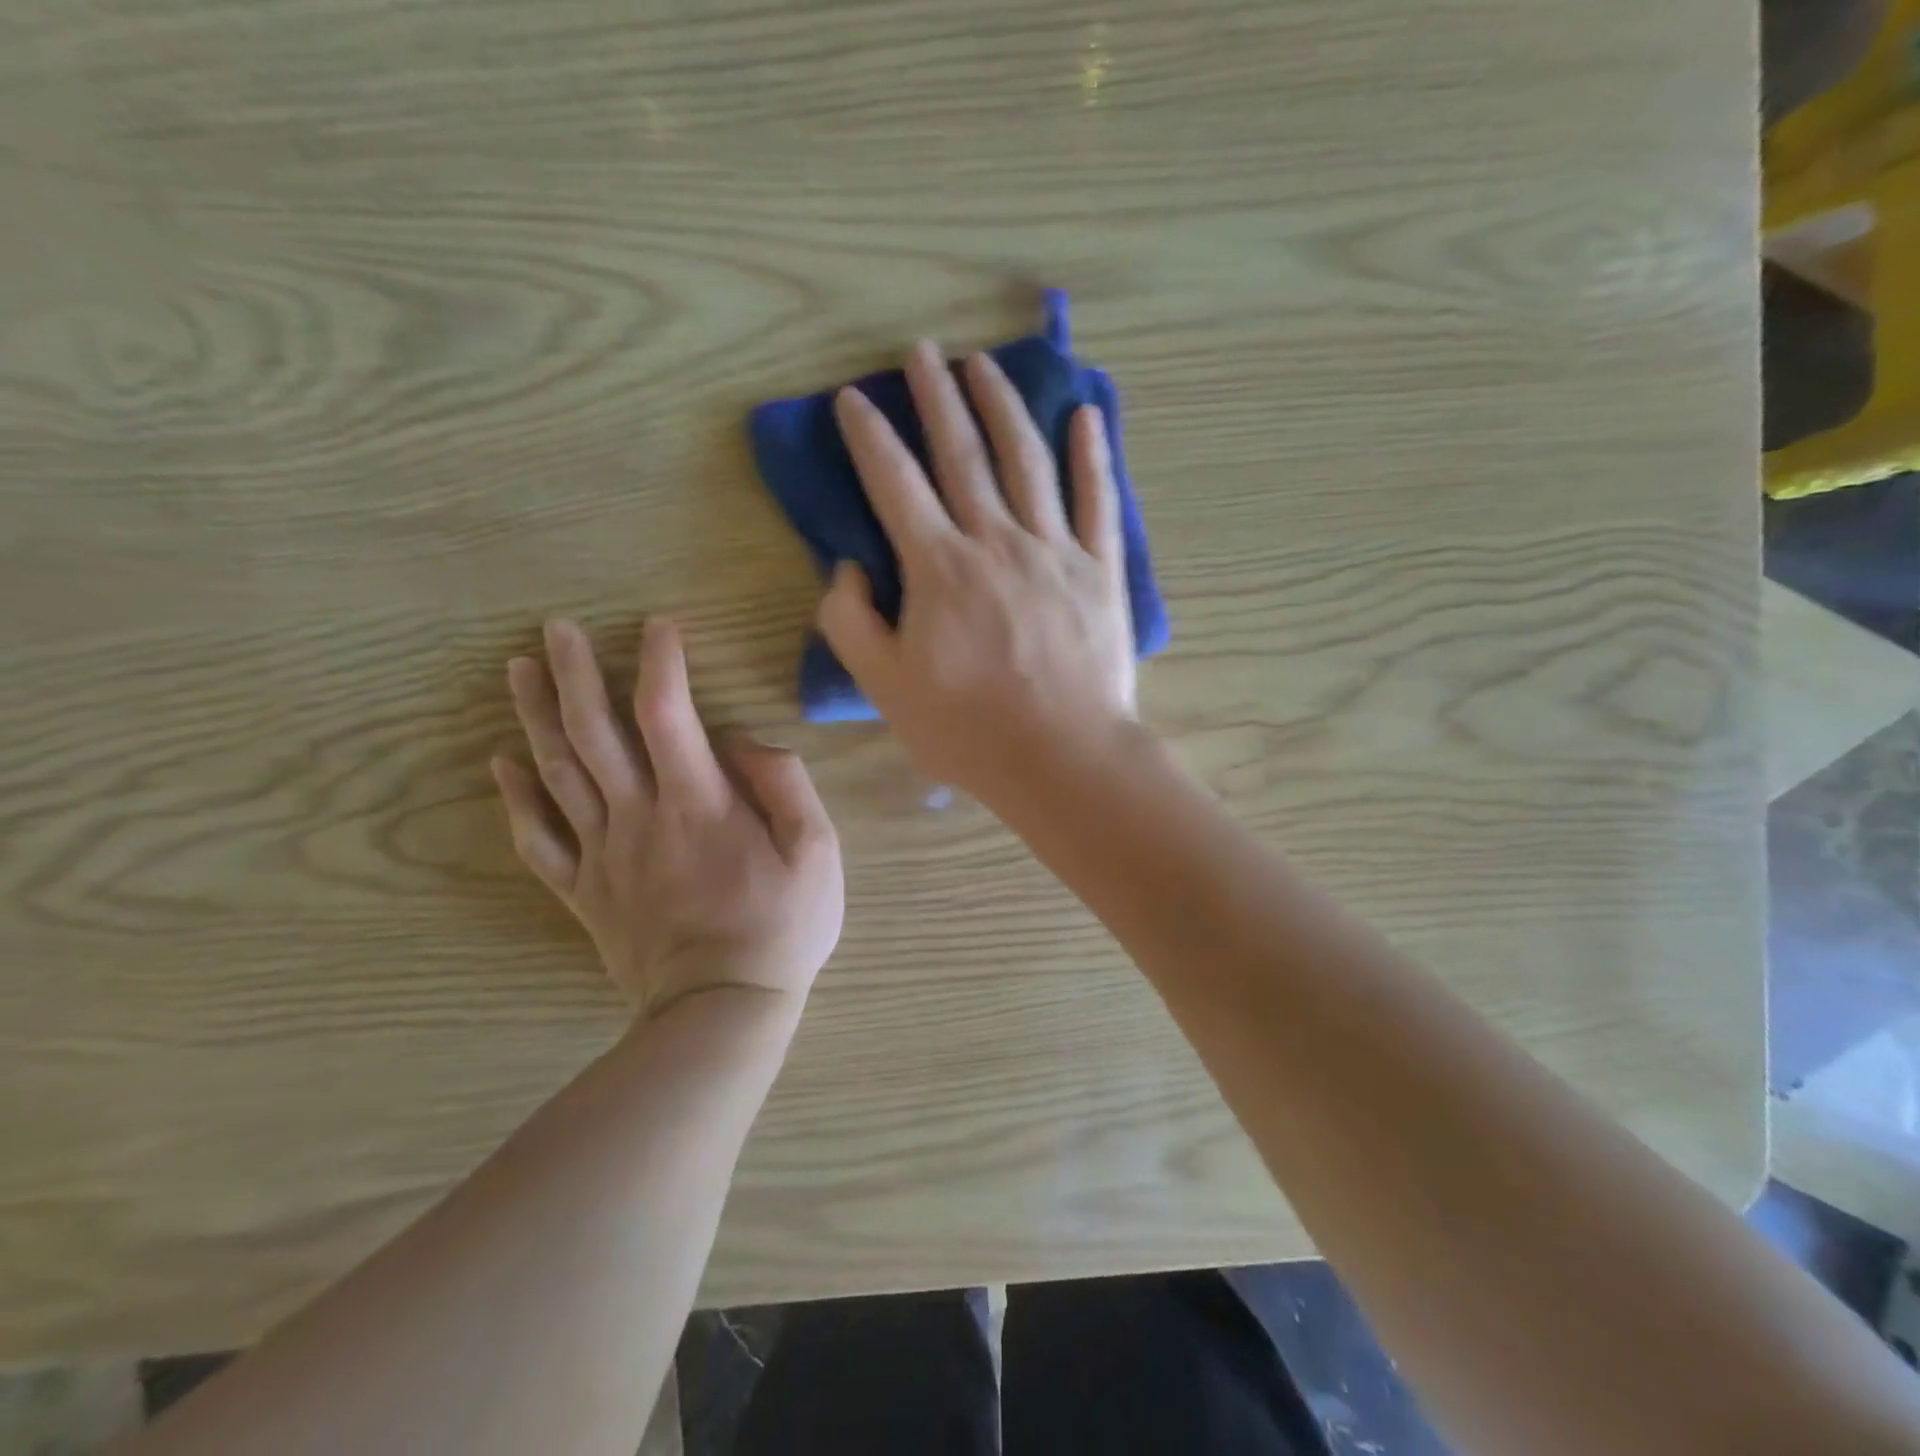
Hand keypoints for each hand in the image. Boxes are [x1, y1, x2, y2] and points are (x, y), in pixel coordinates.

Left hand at [492, 619, 843, 1021]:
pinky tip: (502, 764)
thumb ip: (786, 786)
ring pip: (558, 774)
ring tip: (518, 671)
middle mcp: (640, 816)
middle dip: (574, 673)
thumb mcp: (818, 852)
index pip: (667, 713)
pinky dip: (516, 799)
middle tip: (555, 628)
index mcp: (700, 803)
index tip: (658, 626)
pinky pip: (538, 841)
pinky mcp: (585, 892)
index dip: (660, 662)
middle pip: (595, 732)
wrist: (722, 1009)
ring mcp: (604, 855)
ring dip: (536, 717)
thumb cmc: (782, 927)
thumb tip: (746, 744)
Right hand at [818, 341, 1136, 804]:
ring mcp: (1055, 550)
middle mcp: (996, 540)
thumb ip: (851, 623)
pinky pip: (1098, 500)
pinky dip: (1093, 455)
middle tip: (921, 352)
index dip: (870, 436)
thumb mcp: (885, 687)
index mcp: (939, 567)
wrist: (1061, 758)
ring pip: (1027, 460)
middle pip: (963, 453)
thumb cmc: (967, 730)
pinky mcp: (1100, 570)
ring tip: (983, 365)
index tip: (853, 397)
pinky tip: (1084, 416)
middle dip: (936, 397)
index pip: (895, 483)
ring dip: (1002, 406)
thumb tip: (846, 569)